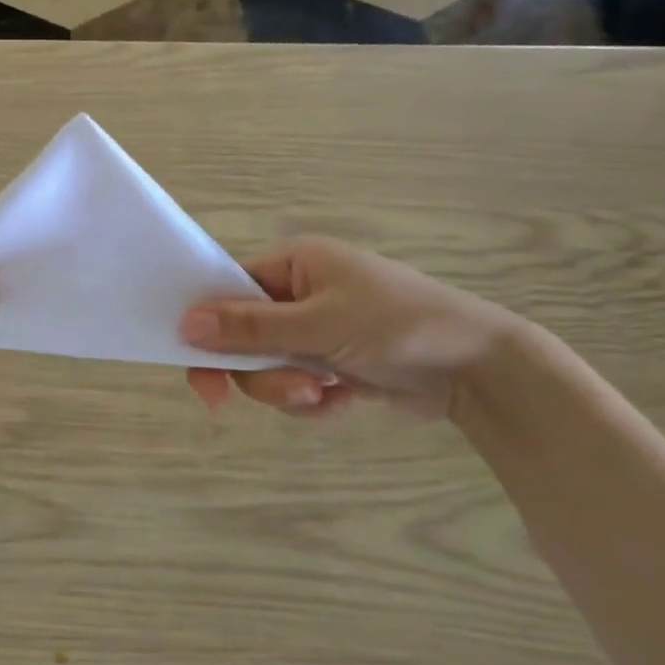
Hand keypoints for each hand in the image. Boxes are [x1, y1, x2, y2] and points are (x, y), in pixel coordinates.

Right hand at [180, 238, 517, 420]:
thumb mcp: (319, 324)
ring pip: (268, 368)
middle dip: (263, 371)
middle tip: (288, 392)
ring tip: (325, 394)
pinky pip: (296, 386)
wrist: (480, 370)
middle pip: (244, 337)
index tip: (201, 371)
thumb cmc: (398, 326)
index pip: (228, 290)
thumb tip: (184, 324)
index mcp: (293, 264)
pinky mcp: (333, 365)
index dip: (208, 328)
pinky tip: (344, 400)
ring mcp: (316, 331)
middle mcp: (299, 294)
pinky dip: (313, 400)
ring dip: (289, 389)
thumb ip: (250, 327)